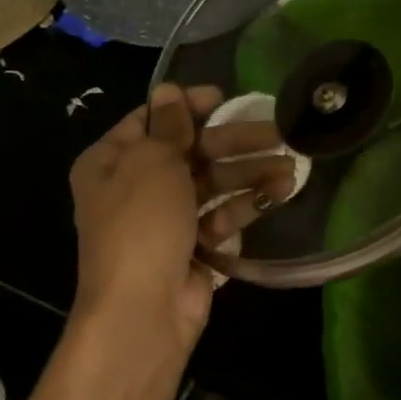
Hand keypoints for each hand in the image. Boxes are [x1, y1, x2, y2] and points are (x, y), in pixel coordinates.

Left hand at [67, 84, 294, 359]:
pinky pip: (220, 215)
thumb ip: (169, 125)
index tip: (225, 98)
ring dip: (249, 173)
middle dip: (234, 142)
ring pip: (212, 184)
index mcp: (111, 161)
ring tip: (290, 168)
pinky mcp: (191, 246)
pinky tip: (278, 194)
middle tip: (278, 133)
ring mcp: (164, 219)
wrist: (142, 309)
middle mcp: (134, 186)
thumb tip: (170, 90)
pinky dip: (245, 205)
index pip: (150, 120)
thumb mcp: (153, 162)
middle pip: (191, 152)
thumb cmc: (141, 224)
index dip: (187, 106)